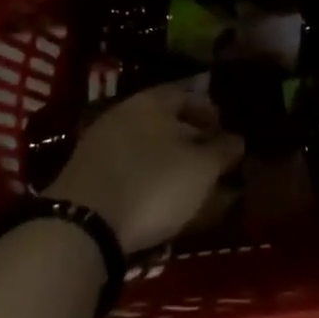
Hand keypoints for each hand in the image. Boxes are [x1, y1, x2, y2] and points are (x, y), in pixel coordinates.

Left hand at [45, 84, 244, 253]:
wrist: (81, 223)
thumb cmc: (152, 184)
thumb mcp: (200, 170)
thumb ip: (222, 151)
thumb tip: (237, 138)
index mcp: (153, 100)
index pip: (186, 94)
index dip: (208, 110)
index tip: (223, 130)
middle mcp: (124, 111)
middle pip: (161, 117)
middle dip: (185, 134)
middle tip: (205, 157)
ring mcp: (99, 140)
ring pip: (141, 141)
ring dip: (161, 156)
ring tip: (180, 181)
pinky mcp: (83, 171)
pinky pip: (122, 164)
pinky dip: (140, 174)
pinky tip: (149, 195)